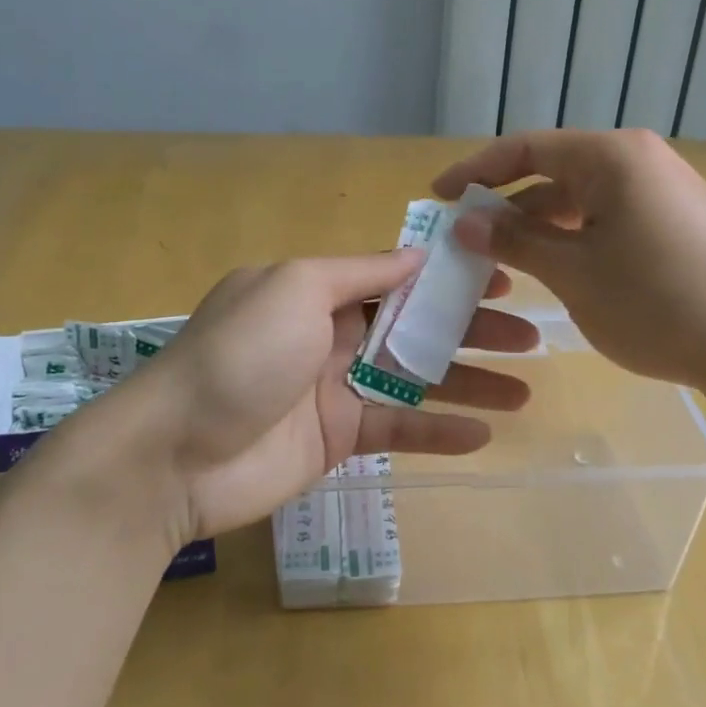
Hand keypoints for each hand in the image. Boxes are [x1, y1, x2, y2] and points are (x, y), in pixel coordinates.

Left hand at [137, 253, 538, 540]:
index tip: (502, 279)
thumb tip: (418, 253)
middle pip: (418, 328)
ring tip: (526, 390)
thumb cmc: (240, 354)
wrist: (174, 453)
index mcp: (321, 291)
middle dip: (473, 330)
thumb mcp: (295, 288)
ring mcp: (338, 389)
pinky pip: (398, 431)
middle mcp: (334, 334)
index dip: (450, 278)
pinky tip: (483, 433)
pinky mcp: (339, 440)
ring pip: (418, 380)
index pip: (399, 278)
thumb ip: (360, 272)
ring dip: (470, 382)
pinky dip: (439, 432)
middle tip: (531, 337)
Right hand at [434, 130, 705, 397]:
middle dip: (510, 206)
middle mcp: (643, 160)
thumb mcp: (574, 274)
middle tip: (471, 240)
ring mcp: (670, 190)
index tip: (436, 195)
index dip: (475, 170)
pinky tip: (569, 273)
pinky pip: (617, 218)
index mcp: (612, 156)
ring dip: (546, 227)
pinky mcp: (687, 223)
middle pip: (557, 172)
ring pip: (588, 200)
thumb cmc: (659, 304)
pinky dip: (582, 239)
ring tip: (513, 264)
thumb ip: (514, 240)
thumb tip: (465, 220)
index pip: (526, 148)